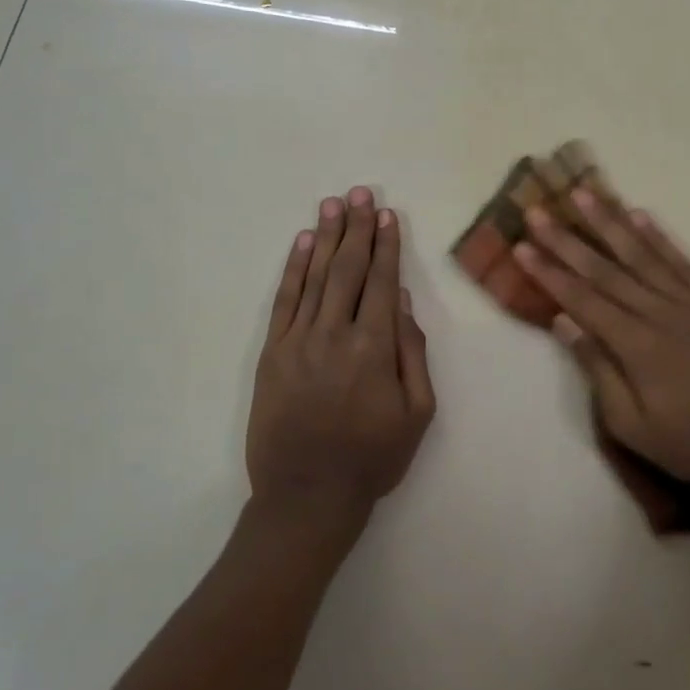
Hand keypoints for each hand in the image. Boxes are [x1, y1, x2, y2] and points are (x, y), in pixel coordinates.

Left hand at [247, 188, 436, 530]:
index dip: (387, 246)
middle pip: (348, 269)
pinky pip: (284, 301)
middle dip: (357, 228)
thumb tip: (405, 302)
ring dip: (326, 237)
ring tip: (333, 204)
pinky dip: (294, 268)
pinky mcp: (272, 353)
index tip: (388, 215)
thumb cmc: (372, 459)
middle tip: (360, 192)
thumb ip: (413, 354)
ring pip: (315, 276)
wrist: (306, 497)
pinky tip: (303, 243)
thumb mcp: (417, 414)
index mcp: (374, 348)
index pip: (383, 282)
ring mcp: (298, 341)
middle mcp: (334, 334)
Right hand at [514, 191, 689, 499]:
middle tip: (537, 211)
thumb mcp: (632, 425)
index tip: (521, 246)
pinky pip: (683, 261)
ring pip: (643, 254)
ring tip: (583, 194)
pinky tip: (639, 215)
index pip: (583, 299)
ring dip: (609, 222)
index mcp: (638, 346)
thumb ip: (598, 369)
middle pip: (606, 269)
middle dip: (567, 239)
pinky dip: (659, 237)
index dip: (549, 272)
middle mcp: (663, 313)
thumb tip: (564, 321)